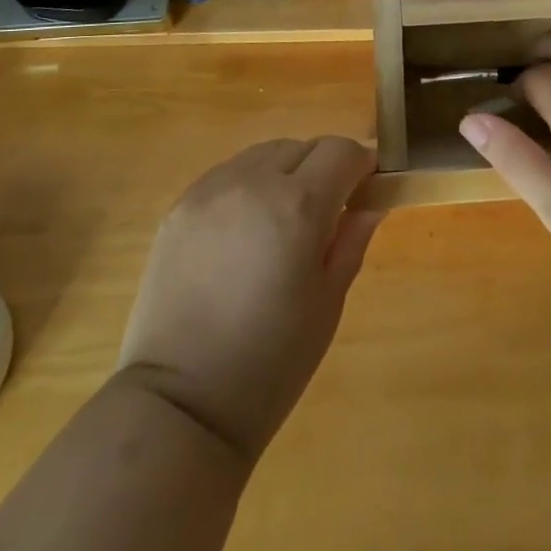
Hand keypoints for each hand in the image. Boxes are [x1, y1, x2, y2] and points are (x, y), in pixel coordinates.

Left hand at [116, 137, 382, 463]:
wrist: (180, 404)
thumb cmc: (271, 363)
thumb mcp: (328, 302)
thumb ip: (351, 239)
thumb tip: (370, 203)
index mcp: (298, 206)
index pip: (341, 151)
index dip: (361, 165)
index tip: (366, 189)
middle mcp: (253, 182)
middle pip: (303, 146)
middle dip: (324, 167)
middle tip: (326, 211)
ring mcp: (210, 190)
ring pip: (264, 153)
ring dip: (285, 171)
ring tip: (283, 218)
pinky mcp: (179, 206)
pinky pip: (228, 174)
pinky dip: (249, 185)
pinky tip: (245, 229)